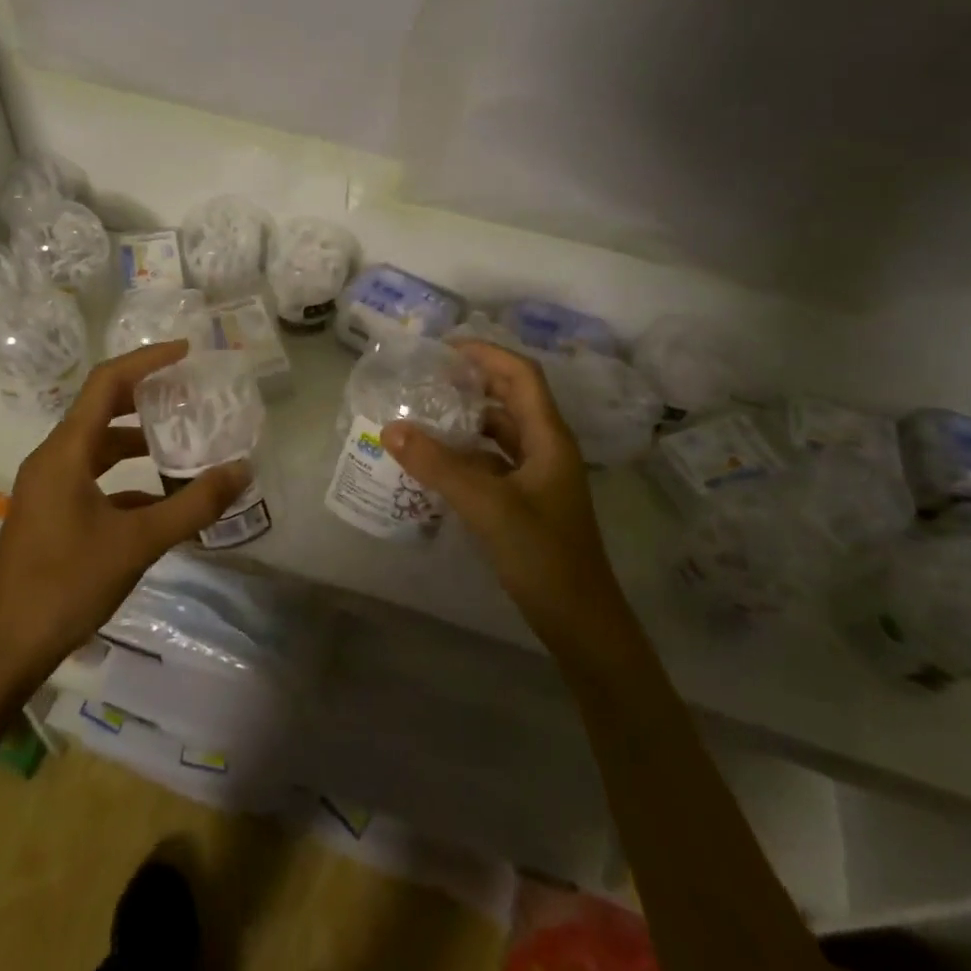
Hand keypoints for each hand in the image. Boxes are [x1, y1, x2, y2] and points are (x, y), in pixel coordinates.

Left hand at [0, 341, 249, 687]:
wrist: (2, 649)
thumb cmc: (65, 584)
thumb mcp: (137, 543)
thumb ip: (193, 506)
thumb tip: (242, 471)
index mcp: (66, 451)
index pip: (107, 382)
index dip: (147, 360)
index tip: (186, 351)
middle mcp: (54, 459)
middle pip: (102, 409)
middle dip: (147, 397)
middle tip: (190, 392)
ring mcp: (49, 487)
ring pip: (100, 447)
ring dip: (139, 441)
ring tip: (184, 442)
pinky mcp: (52, 513)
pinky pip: (95, 479)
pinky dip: (129, 479)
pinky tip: (163, 501)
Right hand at [381, 342, 627, 649]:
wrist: (580, 622)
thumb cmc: (542, 555)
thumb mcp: (487, 505)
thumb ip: (438, 465)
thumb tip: (390, 428)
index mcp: (548, 437)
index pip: (521, 375)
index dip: (486, 354)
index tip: (444, 348)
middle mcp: (545, 448)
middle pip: (510, 399)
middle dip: (472, 382)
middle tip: (426, 376)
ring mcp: (537, 476)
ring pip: (499, 432)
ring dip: (466, 419)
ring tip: (423, 412)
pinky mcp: (526, 501)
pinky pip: (492, 462)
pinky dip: (466, 453)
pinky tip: (435, 461)